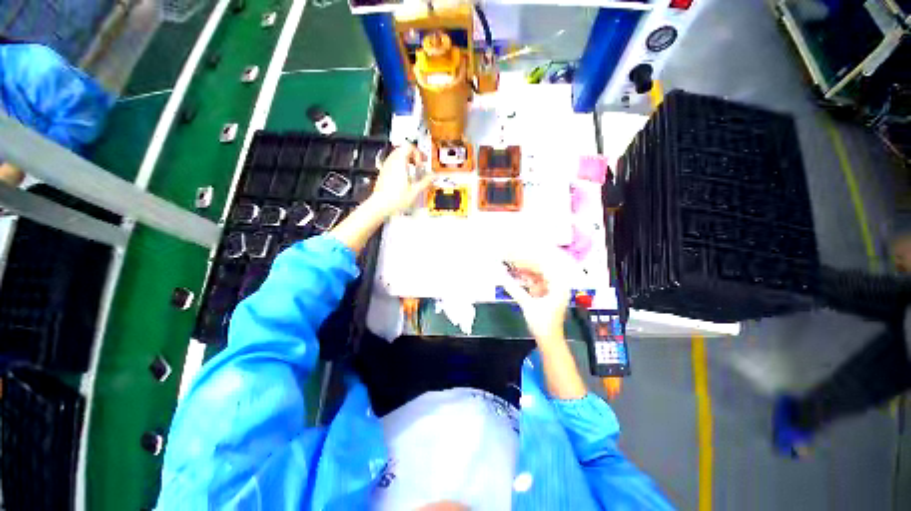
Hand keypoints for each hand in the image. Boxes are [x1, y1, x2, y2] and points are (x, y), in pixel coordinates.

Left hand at [366, 144, 433, 216]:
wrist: (380, 205)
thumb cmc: (395, 198)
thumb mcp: (415, 191)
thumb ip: (425, 181)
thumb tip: (433, 176)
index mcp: (399, 162)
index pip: (409, 146)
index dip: (418, 153)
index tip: (421, 163)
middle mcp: (391, 162)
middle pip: (403, 149)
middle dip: (413, 155)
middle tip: (419, 165)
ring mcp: (386, 167)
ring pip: (397, 155)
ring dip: (407, 160)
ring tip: (413, 172)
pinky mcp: (383, 173)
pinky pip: (393, 163)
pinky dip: (400, 166)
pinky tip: (405, 178)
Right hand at [501, 254, 570, 342]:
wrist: (549, 340)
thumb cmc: (543, 324)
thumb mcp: (527, 305)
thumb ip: (514, 288)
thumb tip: (501, 275)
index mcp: (559, 285)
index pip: (543, 265)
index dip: (528, 260)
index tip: (514, 255)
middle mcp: (558, 284)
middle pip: (541, 267)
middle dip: (525, 263)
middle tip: (510, 258)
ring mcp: (553, 288)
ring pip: (538, 274)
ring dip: (525, 270)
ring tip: (510, 265)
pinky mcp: (547, 293)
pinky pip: (536, 281)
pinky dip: (526, 278)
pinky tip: (515, 275)